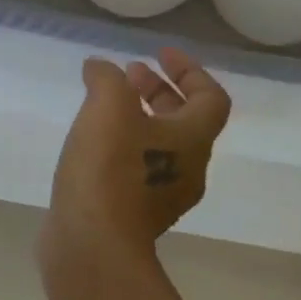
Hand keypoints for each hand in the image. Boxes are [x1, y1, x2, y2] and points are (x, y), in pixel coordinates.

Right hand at [43, 48, 230, 261]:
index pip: (211, 97)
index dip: (189, 70)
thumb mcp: (107, 107)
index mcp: (192, 140)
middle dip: (158, 91)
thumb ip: (107, 78)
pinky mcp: (134, 213)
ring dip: (138, 116)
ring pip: (160, 144)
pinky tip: (90, 140)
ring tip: (103, 103)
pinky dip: (121, 143)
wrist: (93, 245)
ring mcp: (162, 195)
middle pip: (185, 121)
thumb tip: (101, 68)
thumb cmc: (110, 169)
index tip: (158, 54)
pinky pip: (138, 166)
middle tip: (127, 75)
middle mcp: (187, 168)